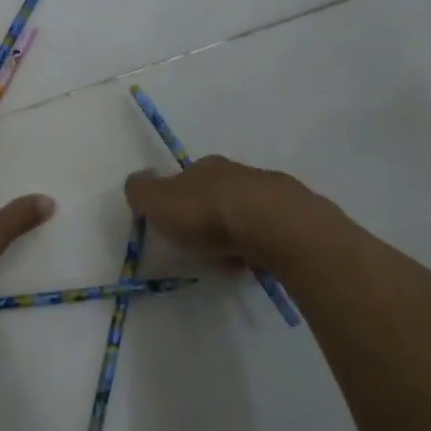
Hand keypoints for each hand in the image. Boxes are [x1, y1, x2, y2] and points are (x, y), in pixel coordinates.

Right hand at [123, 155, 329, 267]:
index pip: (186, 179)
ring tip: (227, 260)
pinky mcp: (294, 216)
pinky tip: (253, 263)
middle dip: (208, 217)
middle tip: (201, 246)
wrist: (273, 224)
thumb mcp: (157, 201)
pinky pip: (268, 232)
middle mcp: (238, 173)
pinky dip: (258, 246)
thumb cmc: (207, 213)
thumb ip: (141, 191)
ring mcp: (270, 193)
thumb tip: (136, 180)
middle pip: (217, 194)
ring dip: (234, 233)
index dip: (177, 202)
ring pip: (245, 213)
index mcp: (205, 167)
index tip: (174, 226)